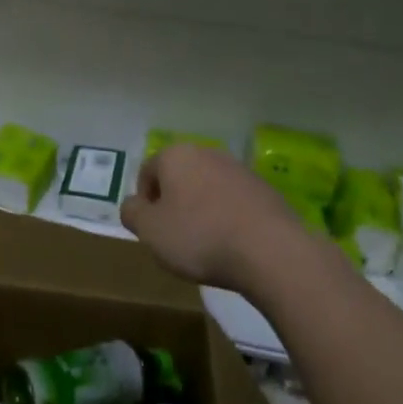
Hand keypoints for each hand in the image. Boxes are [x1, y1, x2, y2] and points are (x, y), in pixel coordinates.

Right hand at [121, 143, 310, 295]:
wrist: (271, 251)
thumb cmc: (200, 237)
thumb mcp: (150, 231)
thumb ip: (132, 213)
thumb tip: (133, 204)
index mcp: (175, 155)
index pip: (147, 172)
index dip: (145, 203)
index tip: (153, 231)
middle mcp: (206, 152)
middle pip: (179, 177)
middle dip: (174, 204)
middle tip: (177, 238)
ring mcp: (238, 168)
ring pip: (207, 188)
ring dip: (202, 210)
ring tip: (207, 244)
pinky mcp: (264, 189)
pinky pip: (234, 201)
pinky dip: (228, 217)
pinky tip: (233, 244)